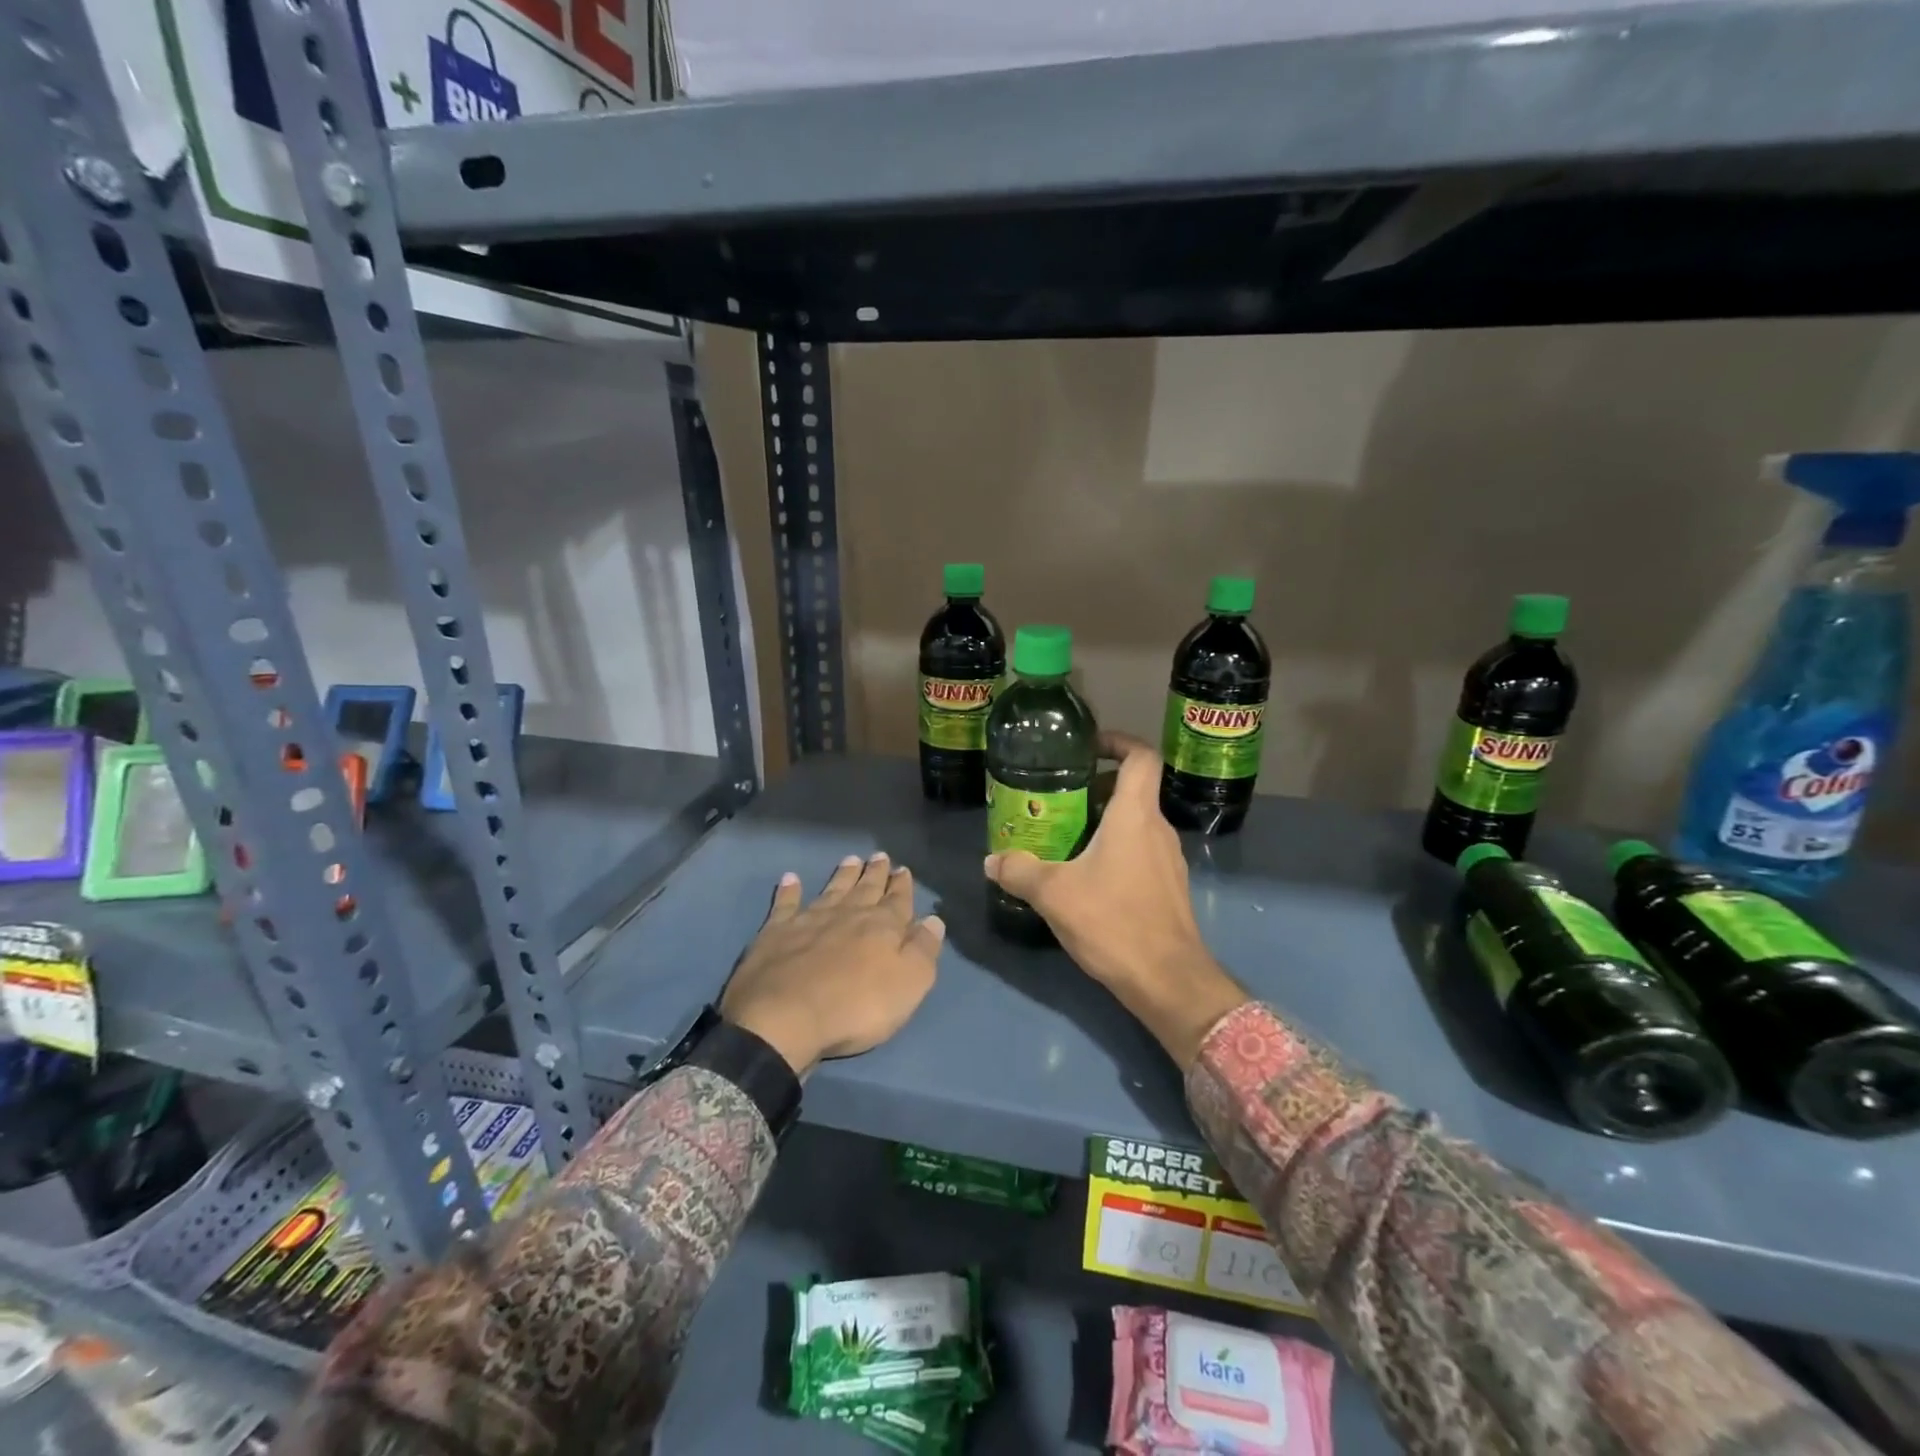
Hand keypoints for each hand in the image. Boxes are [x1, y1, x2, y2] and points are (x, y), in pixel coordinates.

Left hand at [720, 852, 942, 1075]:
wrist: (786, 1017)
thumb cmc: (856, 1007)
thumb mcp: (909, 984)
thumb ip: (923, 950)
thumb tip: (934, 920)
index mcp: (882, 927)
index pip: (898, 901)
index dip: (902, 886)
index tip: (903, 869)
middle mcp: (848, 915)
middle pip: (865, 889)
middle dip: (875, 873)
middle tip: (880, 856)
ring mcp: (810, 920)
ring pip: (832, 890)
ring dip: (843, 875)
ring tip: (851, 860)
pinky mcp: (777, 932)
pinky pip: (786, 904)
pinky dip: (790, 891)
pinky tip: (791, 879)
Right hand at [985, 733, 1246, 1068]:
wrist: (1168, 980)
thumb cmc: (1114, 922)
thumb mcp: (1055, 894)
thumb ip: (1020, 871)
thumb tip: (991, 860)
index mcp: (1135, 815)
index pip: (1141, 757)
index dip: (1118, 742)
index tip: (1088, 747)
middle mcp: (1157, 829)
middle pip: (1133, 790)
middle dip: (1096, 787)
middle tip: (1059, 798)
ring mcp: (1168, 860)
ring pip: (1136, 823)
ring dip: (1104, 821)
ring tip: (1066, 836)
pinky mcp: (1168, 887)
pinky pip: (1140, 851)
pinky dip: (1115, 849)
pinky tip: (1086, 876)